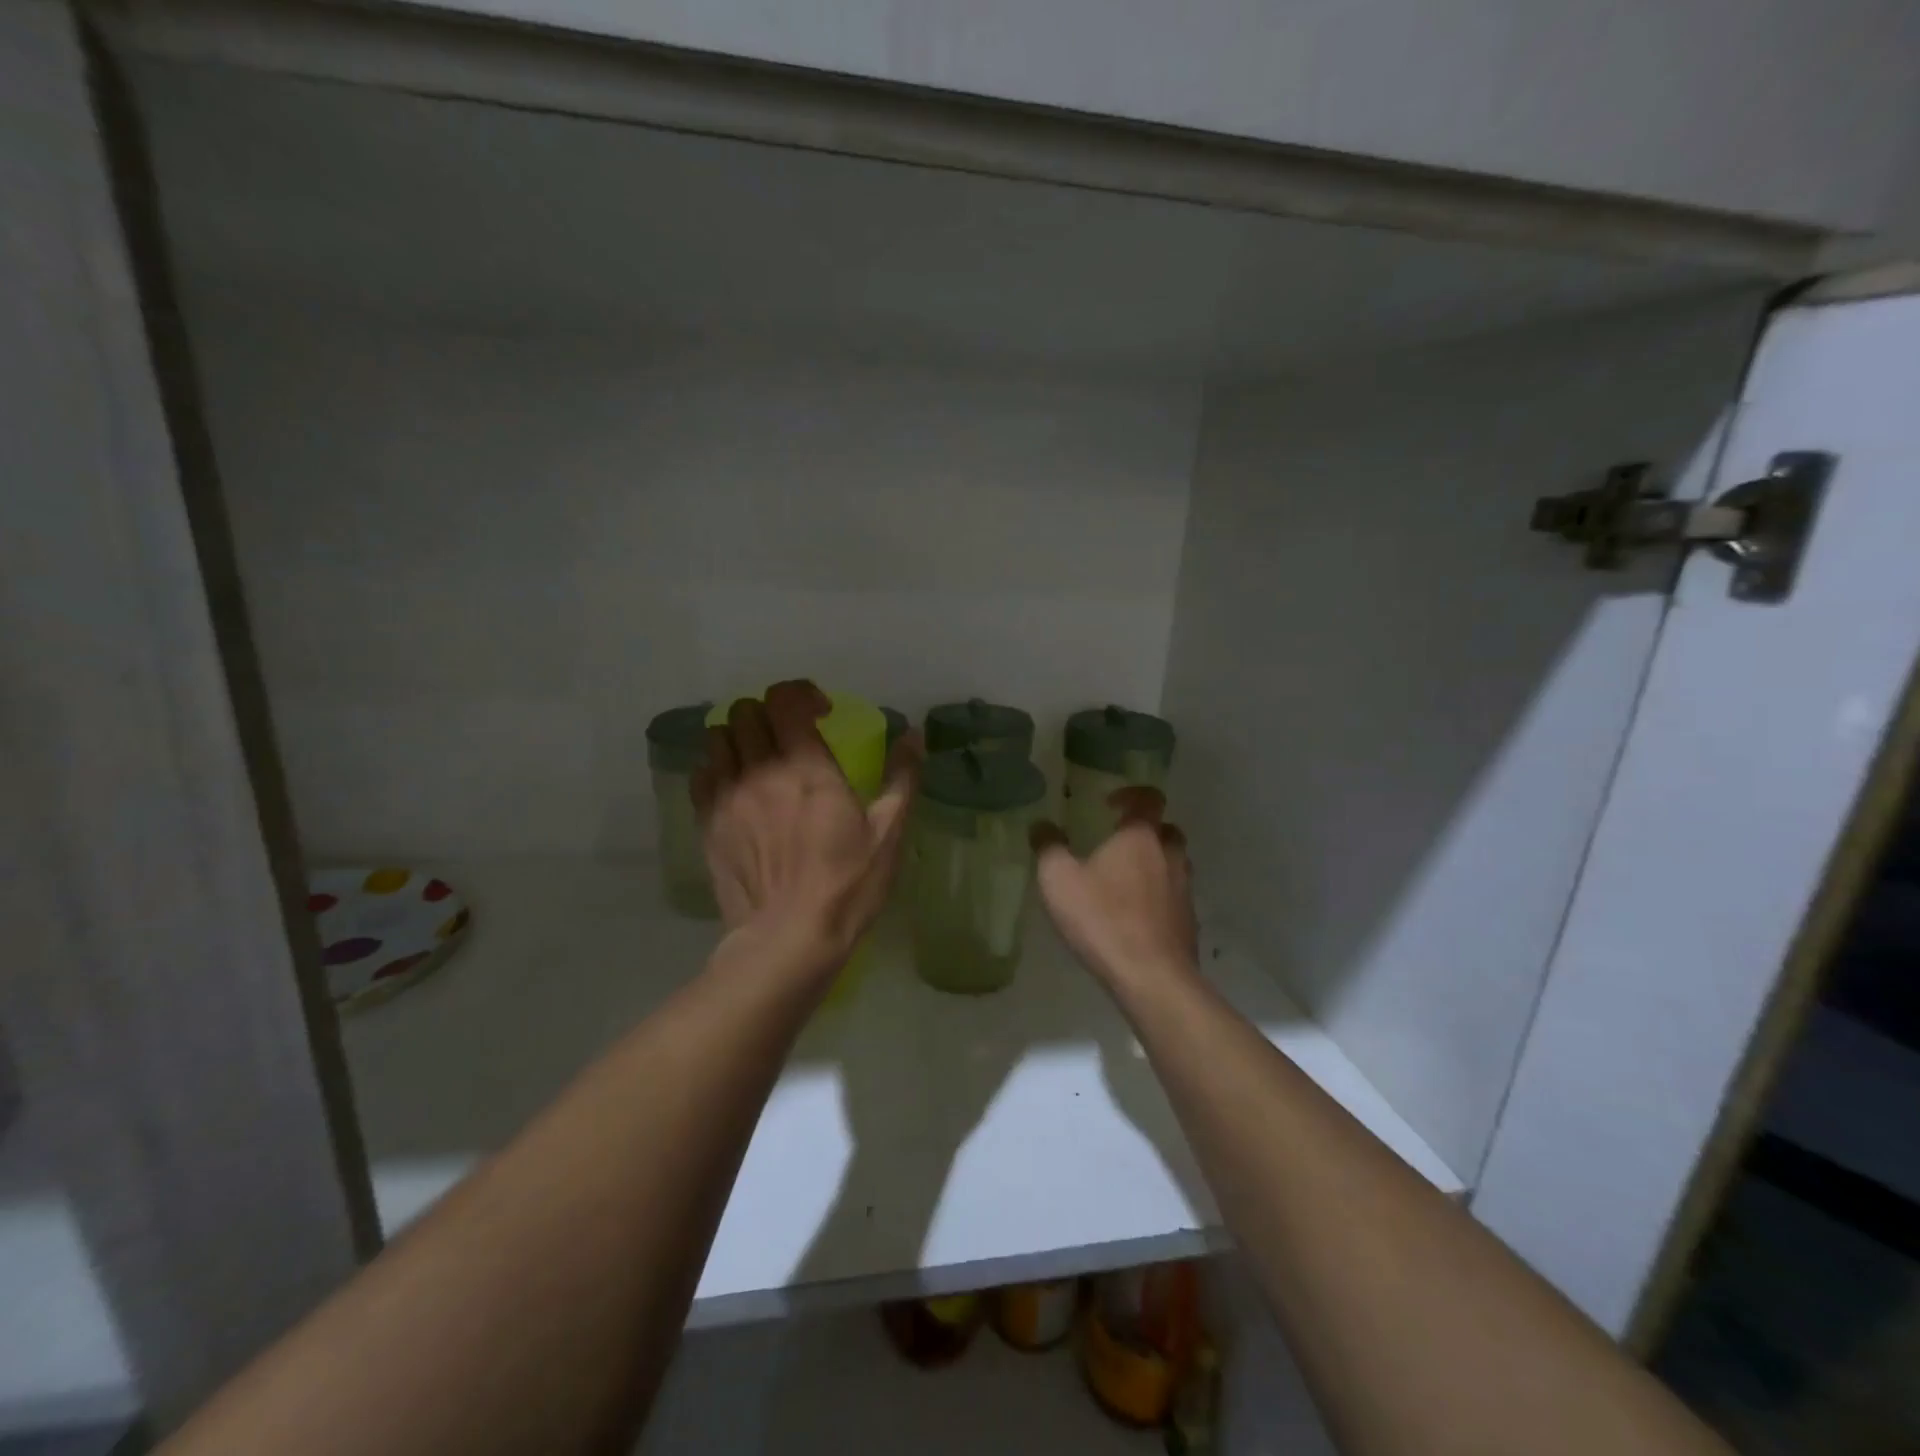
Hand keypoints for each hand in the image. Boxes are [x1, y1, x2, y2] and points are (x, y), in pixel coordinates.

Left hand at [693, 681, 919, 972]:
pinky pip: (701, 773)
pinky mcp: (707, 822)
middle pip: (747, 711)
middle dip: (772, 714)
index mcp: (807, 768)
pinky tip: (737, 787)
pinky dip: (718, 768)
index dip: (802, 694)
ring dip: (741, 736)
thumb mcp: (888, 834)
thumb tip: (913, 735)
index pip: (786, 699)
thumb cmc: (847, 886)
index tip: (821, 714)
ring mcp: (727, 796)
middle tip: (792, 736)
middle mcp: (760, 771)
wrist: (788, 940)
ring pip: (719, 736)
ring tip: (761, 758)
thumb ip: (901, 779)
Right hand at [1031, 787, 1196, 988]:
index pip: (1149, 798)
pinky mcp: (1188, 921)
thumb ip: (1048, 847)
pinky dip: (1159, 896)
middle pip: (1166, 830)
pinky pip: (1174, 896)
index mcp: (1140, 837)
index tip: (1109, 805)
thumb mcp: (1058, 880)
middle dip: (1145, 830)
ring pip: (1174, 863)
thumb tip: (1041, 825)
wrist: (1151, 977)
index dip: (1132, 795)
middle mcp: (1169, 855)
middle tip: (1118, 842)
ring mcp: (1184, 889)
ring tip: (1125, 879)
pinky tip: (1135, 915)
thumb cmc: (1102, 919)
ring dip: (1154, 863)